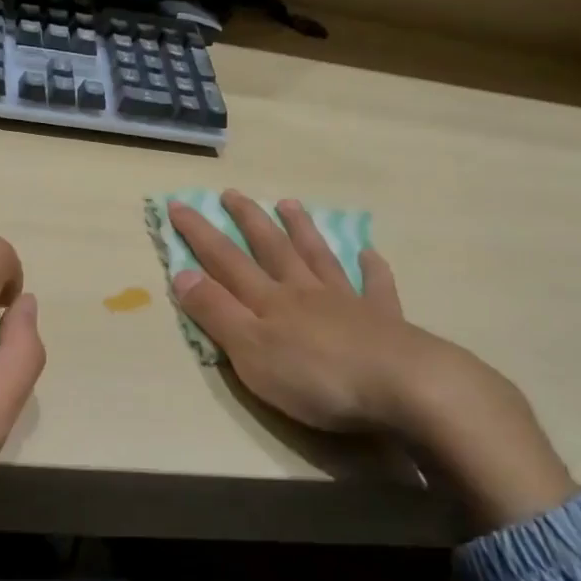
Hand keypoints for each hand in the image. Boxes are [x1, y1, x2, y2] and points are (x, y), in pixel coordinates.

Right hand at [168, 192, 574, 534]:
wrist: (402, 386)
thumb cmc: (316, 376)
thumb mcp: (251, 351)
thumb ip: (217, 313)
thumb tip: (182, 274)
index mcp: (270, 301)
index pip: (225, 260)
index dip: (199, 234)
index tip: (178, 204)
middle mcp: (305, 291)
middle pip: (272, 248)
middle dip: (248, 220)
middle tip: (232, 193)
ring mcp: (347, 302)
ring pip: (319, 257)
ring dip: (302, 230)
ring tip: (290, 204)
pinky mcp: (384, 320)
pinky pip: (376, 286)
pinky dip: (371, 268)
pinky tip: (369, 253)